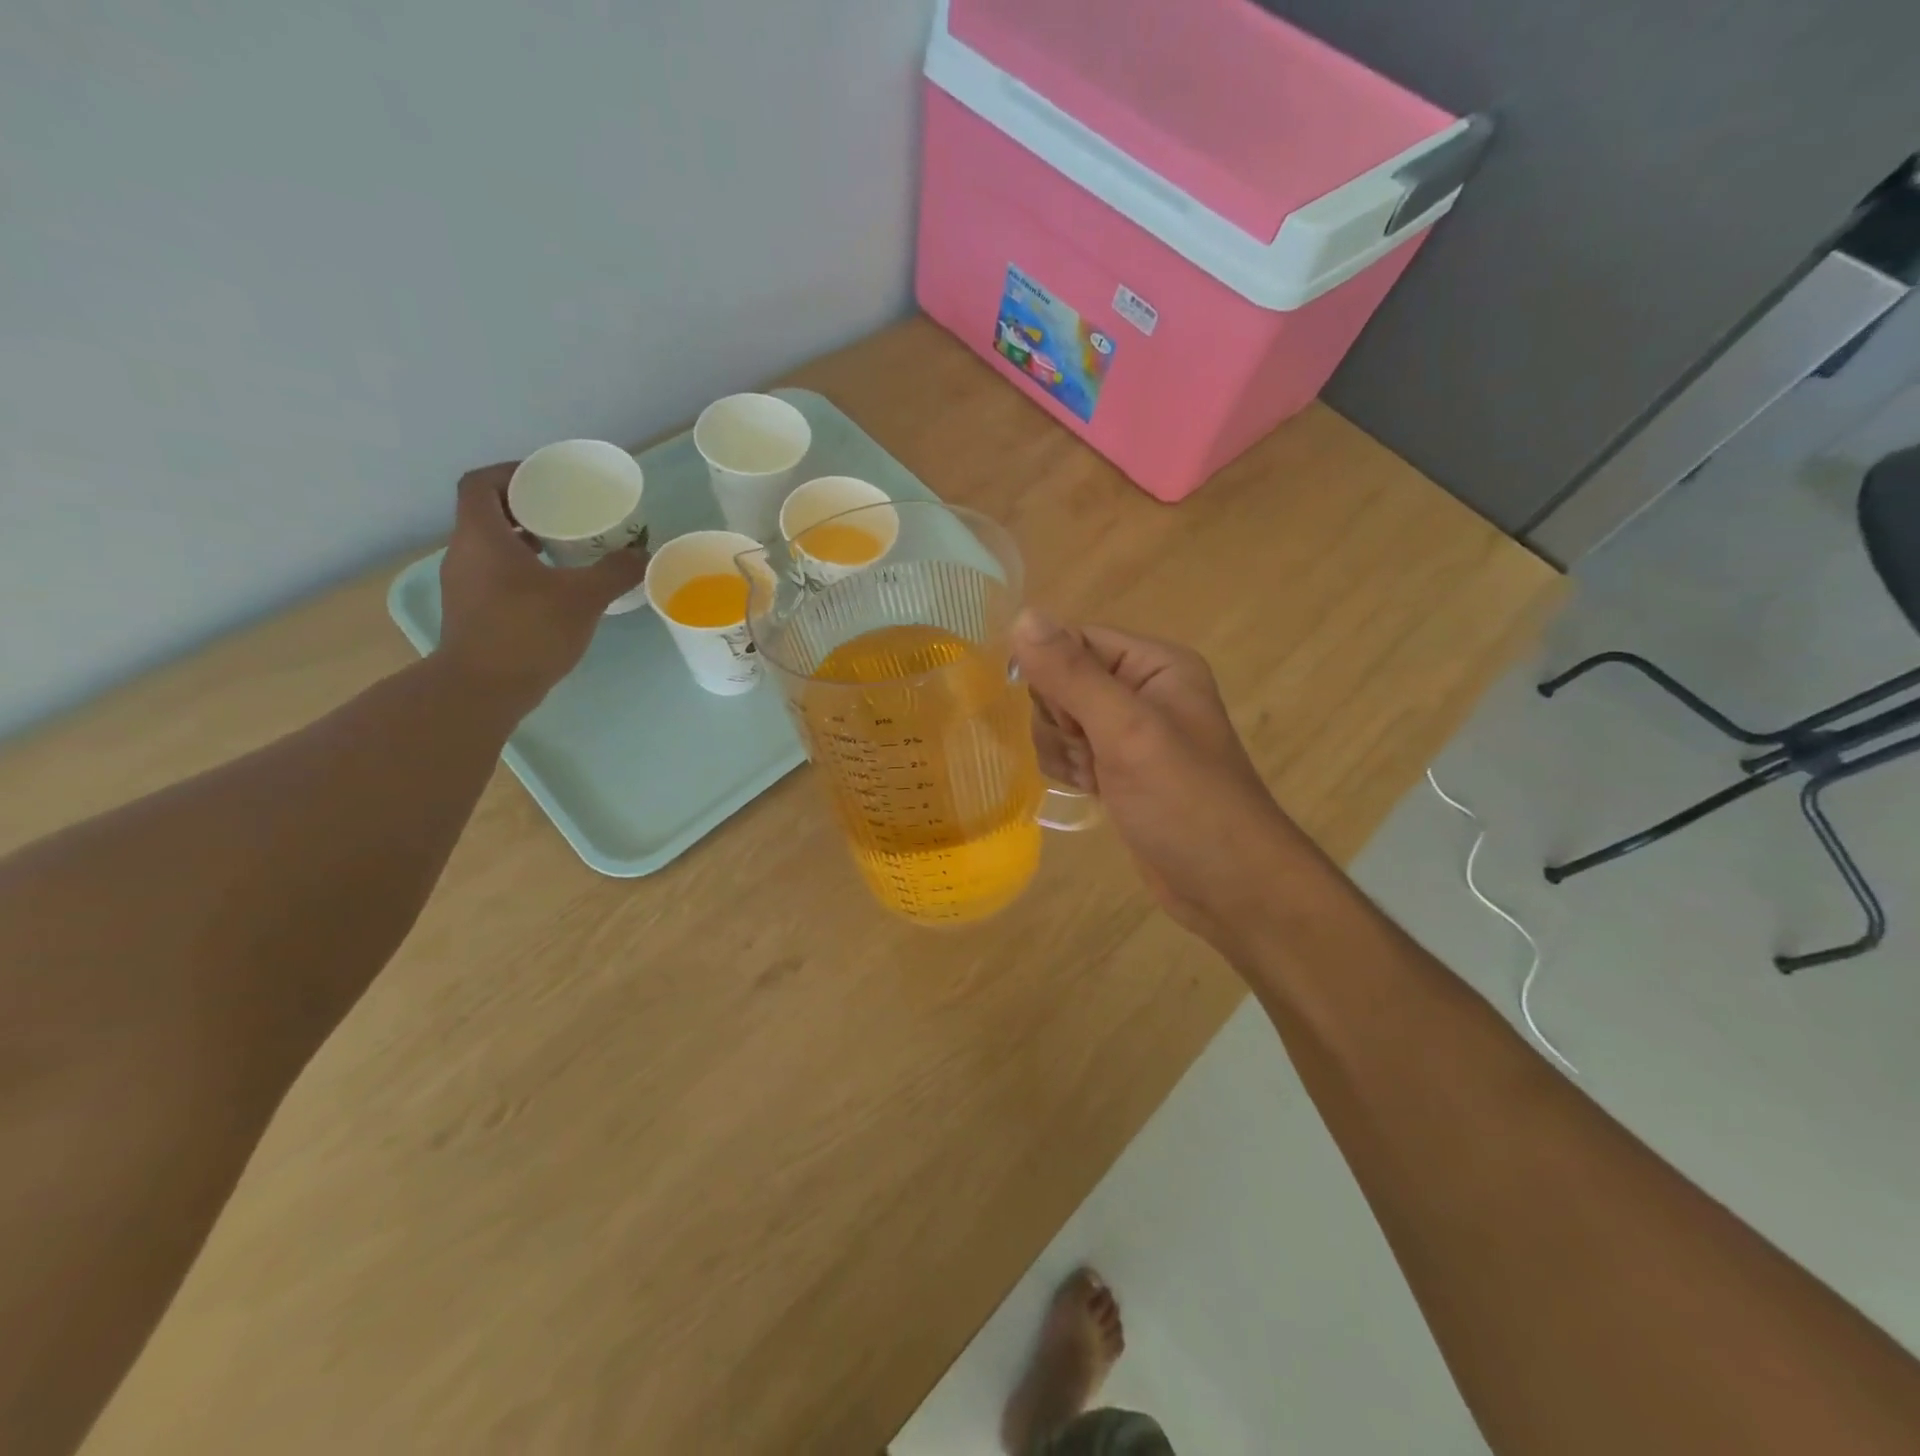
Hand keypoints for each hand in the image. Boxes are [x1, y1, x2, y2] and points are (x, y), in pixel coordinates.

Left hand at [435, 462, 649, 705]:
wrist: (483, 689)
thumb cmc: (528, 631)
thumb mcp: (583, 598)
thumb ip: (615, 572)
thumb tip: (642, 553)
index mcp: (482, 535)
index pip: (481, 483)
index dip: (511, 473)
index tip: (546, 480)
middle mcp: (464, 552)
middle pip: (488, 513)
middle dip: (527, 509)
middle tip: (567, 514)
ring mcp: (464, 584)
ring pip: (492, 546)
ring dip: (525, 541)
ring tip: (567, 550)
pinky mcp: (472, 611)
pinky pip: (495, 574)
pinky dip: (521, 569)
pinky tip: (555, 588)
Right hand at [1013, 613, 1298, 952]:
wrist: (1228, 885)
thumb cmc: (1185, 802)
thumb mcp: (1127, 731)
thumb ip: (1072, 674)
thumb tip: (1023, 615)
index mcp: (1154, 664)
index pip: (1075, 641)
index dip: (1053, 675)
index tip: (1069, 719)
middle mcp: (1141, 690)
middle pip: (1061, 681)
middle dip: (1061, 721)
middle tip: (1091, 753)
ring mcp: (1129, 732)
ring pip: (1058, 720)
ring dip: (1064, 751)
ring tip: (1096, 778)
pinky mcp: (1118, 768)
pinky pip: (1069, 751)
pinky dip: (1070, 770)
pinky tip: (1092, 791)